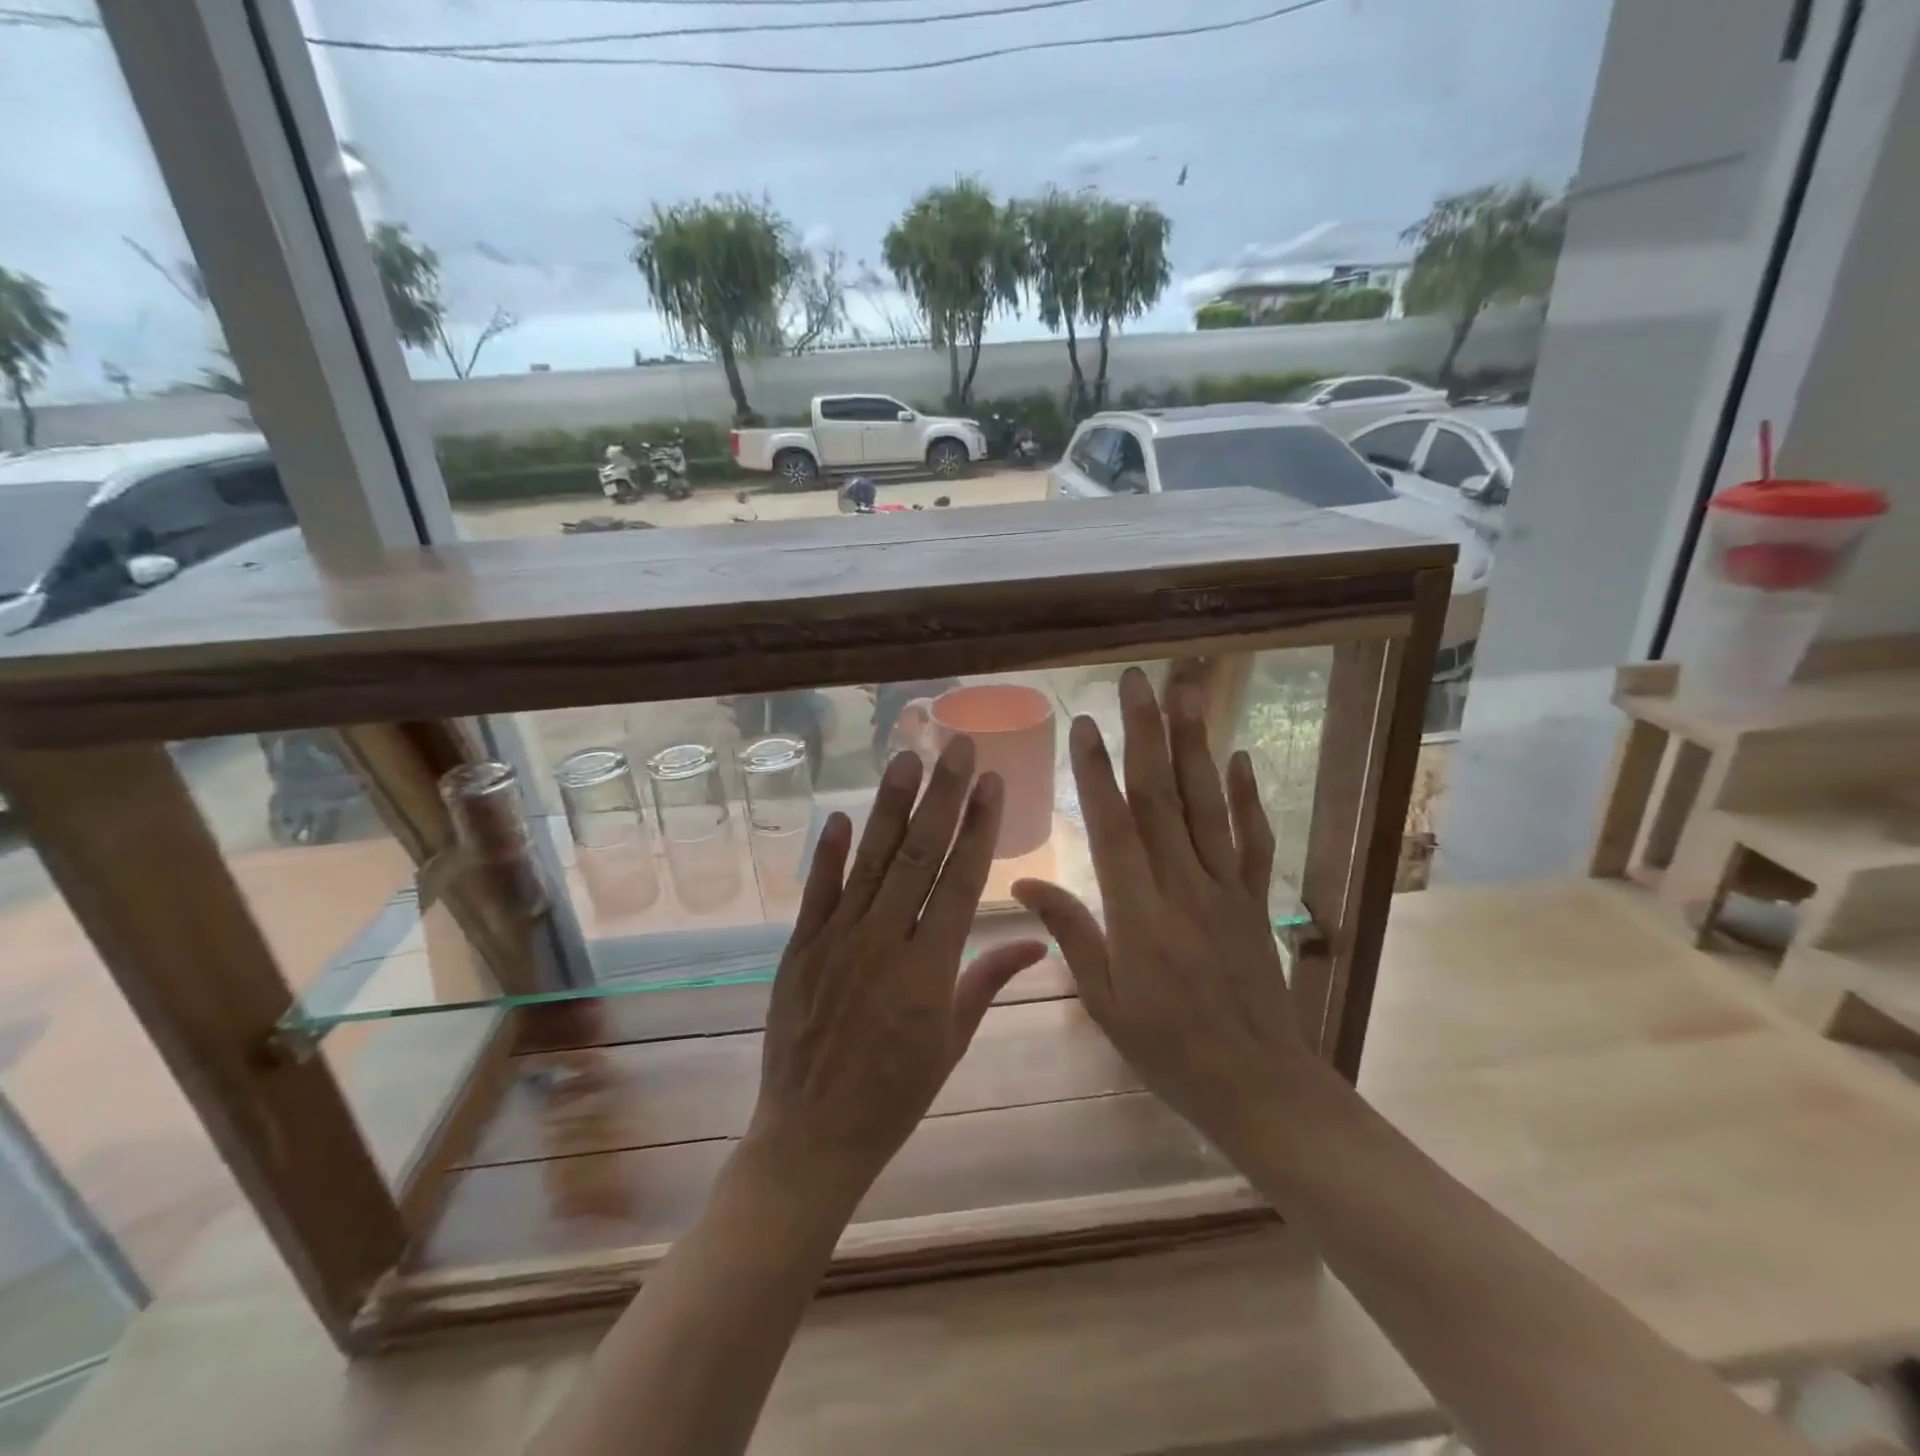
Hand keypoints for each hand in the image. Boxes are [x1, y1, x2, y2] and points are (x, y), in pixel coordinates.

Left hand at [745, 737, 1047, 1208]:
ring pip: (870, 863)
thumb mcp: (952, 1041)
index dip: (979, 828)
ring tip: (908, 759)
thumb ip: (989, 980)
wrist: (813, 1136)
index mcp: (930, 971)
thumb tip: (1036, 939)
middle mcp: (885, 944)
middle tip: (958, 746)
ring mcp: (837, 943)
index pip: (961, 882)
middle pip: (919, 857)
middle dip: (943, 796)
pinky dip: (827, 853)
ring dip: (891, 808)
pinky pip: (815, 893)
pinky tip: (839, 814)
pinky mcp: (799, 950)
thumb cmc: (895, 1093)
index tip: (992, 782)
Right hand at [1013, 667, 1317, 1159]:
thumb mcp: (1104, 1001)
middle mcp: (1183, 888)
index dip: (1097, 773)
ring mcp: (1225, 889)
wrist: (1258, 1086)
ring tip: (1188, 693)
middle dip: (1147, 735)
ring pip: (1208, 805)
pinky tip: (1241, 757)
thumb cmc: (1167, 1049)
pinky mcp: (1254, 900)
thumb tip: (1023, 879)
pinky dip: (1247, 797)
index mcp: (1138, 914)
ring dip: (1196, 745)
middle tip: (1138, 681)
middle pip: (1162, 798)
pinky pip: (1252, 840)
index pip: (1114, 828)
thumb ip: (1070, 931)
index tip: (1085, 724)